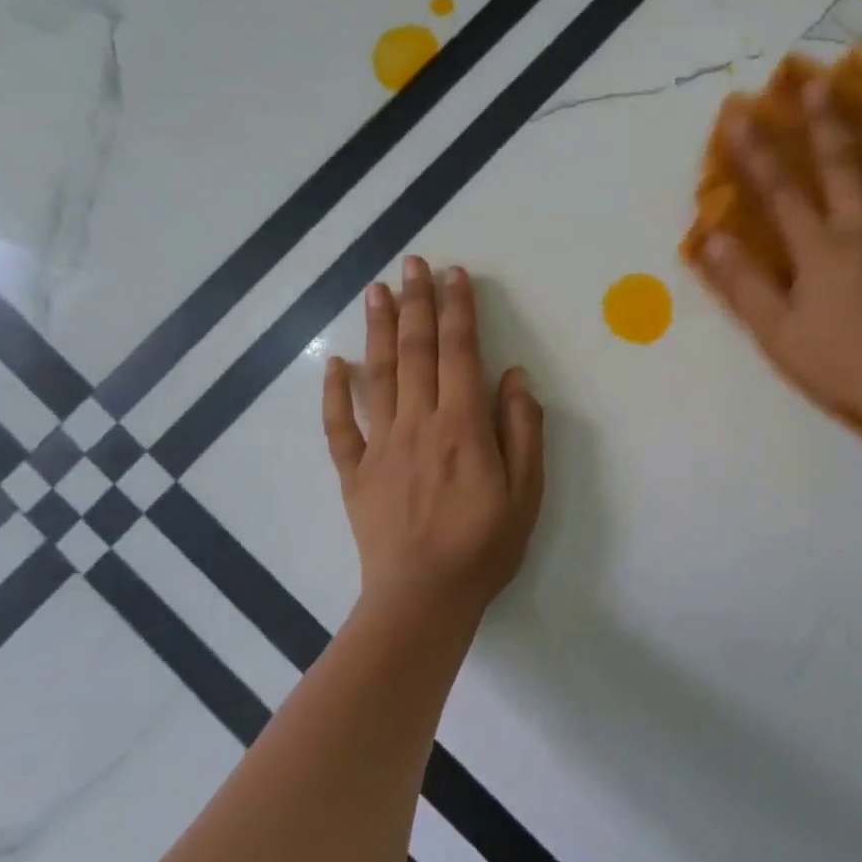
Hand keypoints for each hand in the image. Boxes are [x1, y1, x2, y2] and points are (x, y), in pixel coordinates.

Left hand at [323, 257, 544, 616]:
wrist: (423, 599)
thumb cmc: (484, 545)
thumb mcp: (526, 491)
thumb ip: (522, 429)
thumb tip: (514, 376)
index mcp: (462, 426)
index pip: (459, 353)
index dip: (458, 310)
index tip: (455, 274)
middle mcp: (418, 424)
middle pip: (415, 351)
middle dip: (416, 303)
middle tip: (413, 262)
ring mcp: (380, 446)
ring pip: (377, 375)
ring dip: (377, 329)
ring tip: (376, 290)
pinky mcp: (355, 472)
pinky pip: (339, 425)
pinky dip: (335, 391)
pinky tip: (335, 363)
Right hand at [695, 68, 861, 445]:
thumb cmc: (840, 361)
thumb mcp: (777, 332)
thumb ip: (744, 284)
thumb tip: (712, 239)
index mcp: (817, 248)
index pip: (779, 192)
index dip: (756, 152)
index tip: (739, 112)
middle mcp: (860, 227)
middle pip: (840, 166)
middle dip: (824, 122)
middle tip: (818, 79)